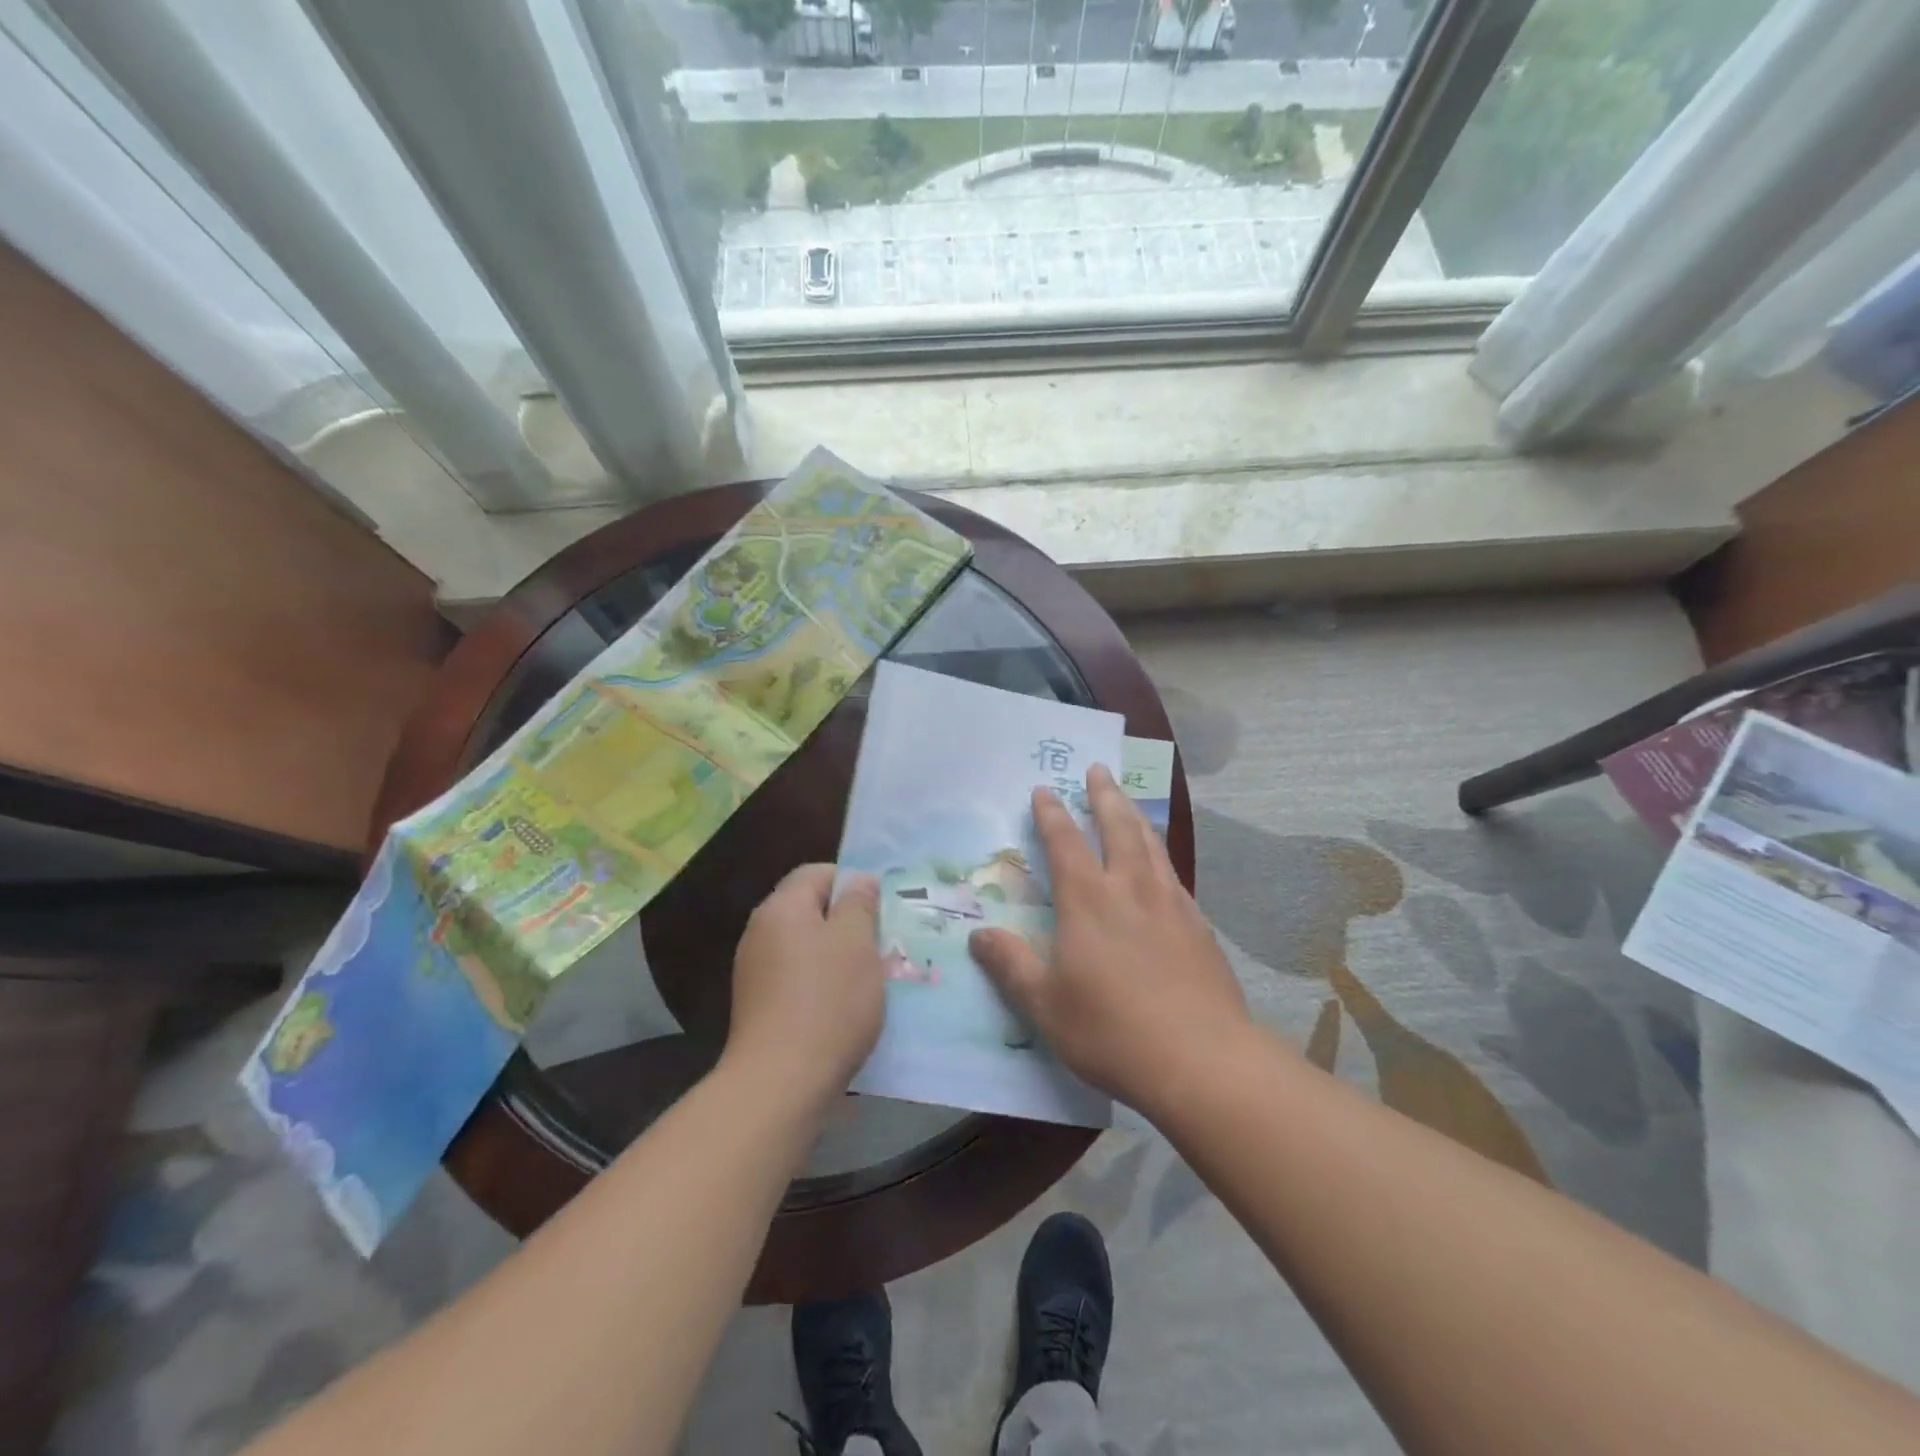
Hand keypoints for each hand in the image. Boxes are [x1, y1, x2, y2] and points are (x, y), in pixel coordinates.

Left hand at [726, 864, 884, 1104]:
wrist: (780, 1083)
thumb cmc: (828, 1001)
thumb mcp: (857, 943)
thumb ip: (859, 904)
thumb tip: (858, 882)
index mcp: (781, 908)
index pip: (817, 872)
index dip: (852, 882)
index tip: (881, 908)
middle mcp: (760, 932)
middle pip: (809, 909)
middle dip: (848, 922)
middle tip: (882, 943)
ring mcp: (754, 971)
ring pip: (805, 946)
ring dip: (837, 955)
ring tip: (870, 978)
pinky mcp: (757, 1006)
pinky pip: (796, 978)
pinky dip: (821, 983)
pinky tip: (844, 1008)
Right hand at [969, 765, 1250, 1115]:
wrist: (1201, 1059)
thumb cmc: (1111, 1030)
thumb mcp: (1045, 1004)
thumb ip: (1011, 965)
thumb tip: (978, 935)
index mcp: (1088, 901)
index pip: (1065, 843)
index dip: (1052, 814)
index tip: (1044, 789)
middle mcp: (1131, 889)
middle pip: (1118, 827)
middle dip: (1104, 796)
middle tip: (1099, 769)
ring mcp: (1171, 904)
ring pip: (1151, 845)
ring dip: (1135, 817)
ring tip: (1128, 802)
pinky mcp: (1199, 926)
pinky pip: (1174, 875)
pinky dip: (1161, 857)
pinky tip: (1162, 868)